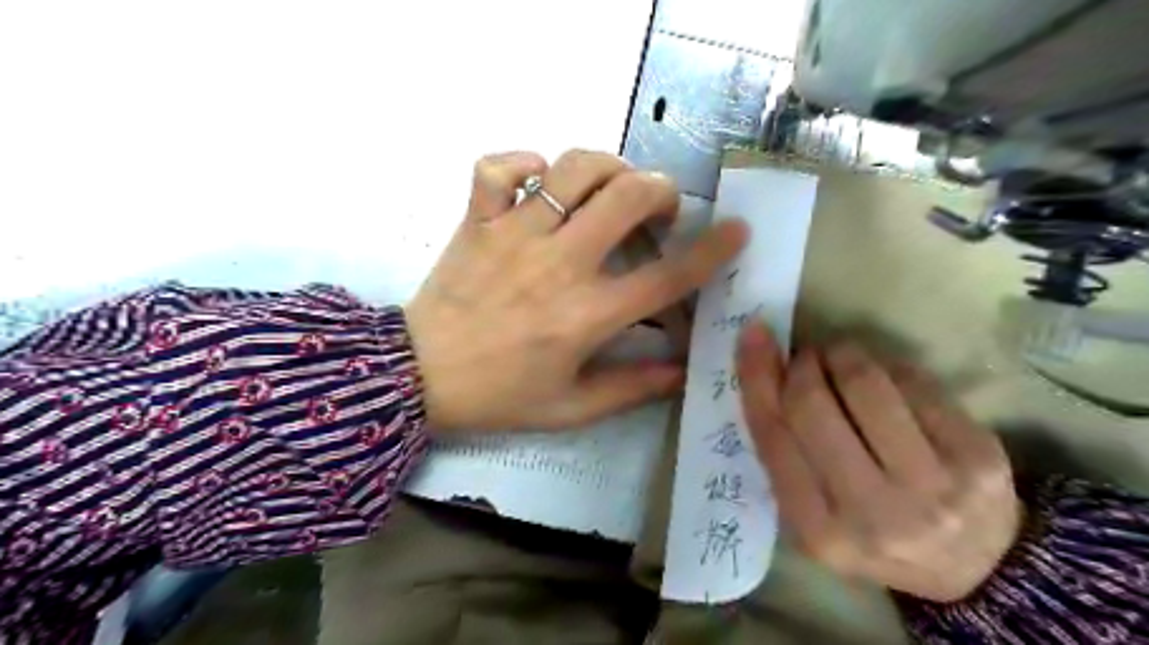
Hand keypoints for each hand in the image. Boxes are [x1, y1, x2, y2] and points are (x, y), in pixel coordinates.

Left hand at [409, 149, 749, 435]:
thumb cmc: (499, 395)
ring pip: (573, 168)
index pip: (667, 276)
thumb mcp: (570, 408)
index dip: (712, 251)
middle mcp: (559, 264)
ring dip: (606, 167)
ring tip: (609, 187)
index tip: (735, 231)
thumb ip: (631, 390)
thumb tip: (682, 372)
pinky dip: (523, 162)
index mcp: (586, 315)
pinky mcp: (478, 221)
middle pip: (628, 198)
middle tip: (659, 208)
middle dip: (661, 191)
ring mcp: (514, 235)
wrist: (420, 376)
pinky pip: (499, 167)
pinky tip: (537, 181)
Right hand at [736, 324, 1021, 600]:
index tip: (753, 334)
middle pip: (812, 405)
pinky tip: (884, 377)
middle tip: (807, 358)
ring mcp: (932, 485)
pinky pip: (912, 380)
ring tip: (841, 359)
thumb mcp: (812, 512)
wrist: (974, 565)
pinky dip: (886, 365)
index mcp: (819, 530)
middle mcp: (872, 512)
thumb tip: (765, 368)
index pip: (773, 434)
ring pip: (864, 383)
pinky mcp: (978, 455)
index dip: (757, 377)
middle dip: (802, 365)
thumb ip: (783, 452)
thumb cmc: (870, 530)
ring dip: (842, 355)